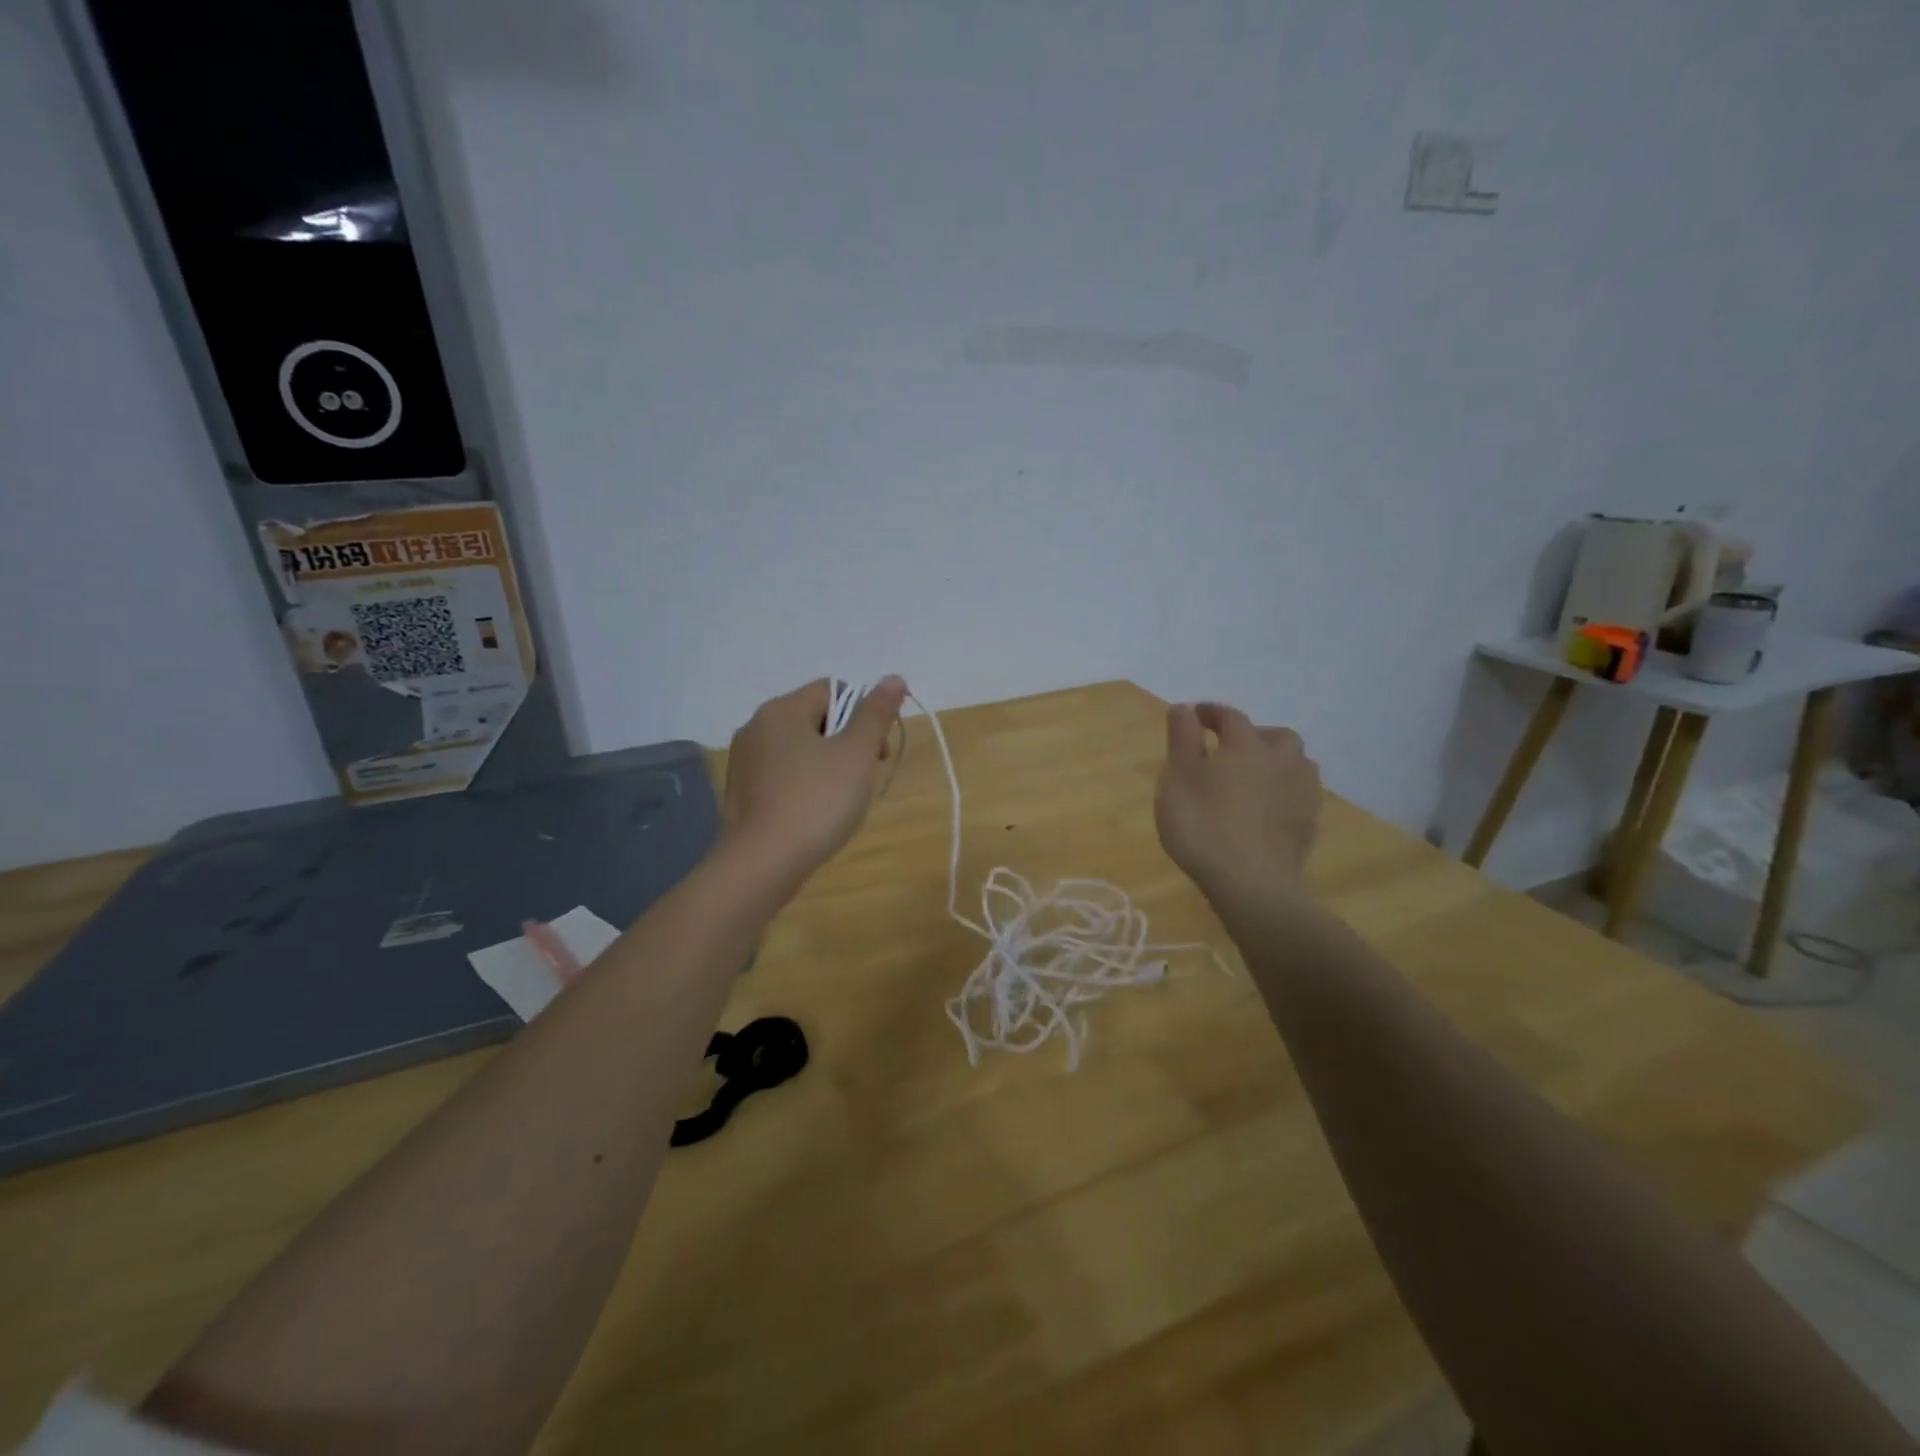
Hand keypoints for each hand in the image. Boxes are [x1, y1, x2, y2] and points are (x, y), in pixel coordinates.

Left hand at [718, 675, 907, 889]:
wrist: (762, 865)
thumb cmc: (816, 802)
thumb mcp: (856, 754)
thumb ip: (876, 714)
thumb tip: (894, 678)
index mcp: (782, 710)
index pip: (833, 690)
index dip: (863, 715)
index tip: (876, 753)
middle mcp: (756, 727)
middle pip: (816, 719)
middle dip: (846, 743)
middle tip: (862, 779)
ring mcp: (744, 761)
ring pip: (800, 749)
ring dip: (827, 766)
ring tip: (839, 802)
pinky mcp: (741, 792)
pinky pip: (783, 775)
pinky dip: (804, 786)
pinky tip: (814, 815)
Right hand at [1155, 701, 1321, 902]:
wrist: (1252, 884)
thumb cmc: (1203, 826)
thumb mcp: (1178, 779)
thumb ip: (1182, 740)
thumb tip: (1184, 708)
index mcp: (1246, 745)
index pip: (1230, 717)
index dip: (1211, 713)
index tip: (1194, 715)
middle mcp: (1281, 760)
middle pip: (1274, 736)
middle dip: (1253, 735)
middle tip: (1229, 748)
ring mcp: (1302, 793)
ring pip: (1295, 763)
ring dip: (1276, 761)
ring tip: (1254, 776)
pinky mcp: (1309, 823)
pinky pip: (1300, 794)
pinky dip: (1284, 791)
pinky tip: (1268, 807)